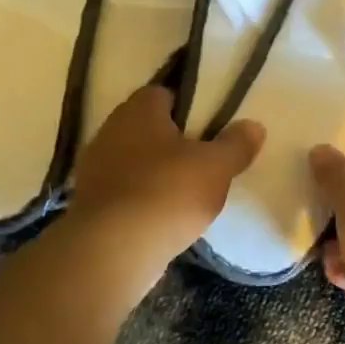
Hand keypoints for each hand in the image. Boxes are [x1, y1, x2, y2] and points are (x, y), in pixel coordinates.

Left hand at [70, 84, 264, 265]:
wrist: (113, 250)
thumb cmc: (168, 192)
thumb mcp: (216, 167)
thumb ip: (236, 144)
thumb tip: (254, 125)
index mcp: (138, 110)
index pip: (163, 93)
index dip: (189, 107)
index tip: (211, 126)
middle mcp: (110, 130)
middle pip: (148, 128)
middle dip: (173, 141)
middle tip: (204, 160)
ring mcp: (94, 168)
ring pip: (135, 160)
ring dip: (156, 172)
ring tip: (187, 192)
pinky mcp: (90, 203)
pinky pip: (124, 191)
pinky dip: (142, 199)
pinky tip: (163, 217)